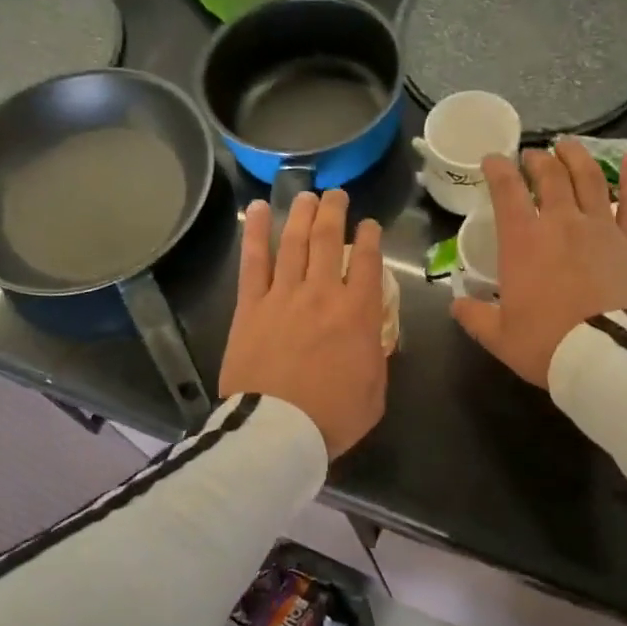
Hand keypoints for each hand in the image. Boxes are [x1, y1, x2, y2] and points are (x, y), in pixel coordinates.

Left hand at [220, 189, 387, 457]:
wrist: (278, 431)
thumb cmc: (333, 417)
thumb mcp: (375, 391)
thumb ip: (376, 355)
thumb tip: (371, 335)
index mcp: (359, 314)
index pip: (368, 262)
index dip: (370, 238)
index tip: (369, 225)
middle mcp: (323, 293)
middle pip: (329, 240)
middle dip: (336, 212)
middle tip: (337, 196)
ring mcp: (283, 296)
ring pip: (294, 242)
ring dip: (302, 214)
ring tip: (307, 194)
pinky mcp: (251, 306)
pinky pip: (254, 261)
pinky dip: (256, 232)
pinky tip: (258, 210)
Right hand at [451, 139, 626, 387]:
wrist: (606, 356)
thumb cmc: (546, 344)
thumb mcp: (499, 337)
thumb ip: (475, 317)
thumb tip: (456, 304)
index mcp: (523, 242)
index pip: (507, 192)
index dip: (498, 170)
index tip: (493, 159)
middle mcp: (562, 223)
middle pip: (550, 178)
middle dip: (537, 161)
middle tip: (532, 156)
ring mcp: (602, 228)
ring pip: (589, 179)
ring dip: (577, 158)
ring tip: (568, 146)